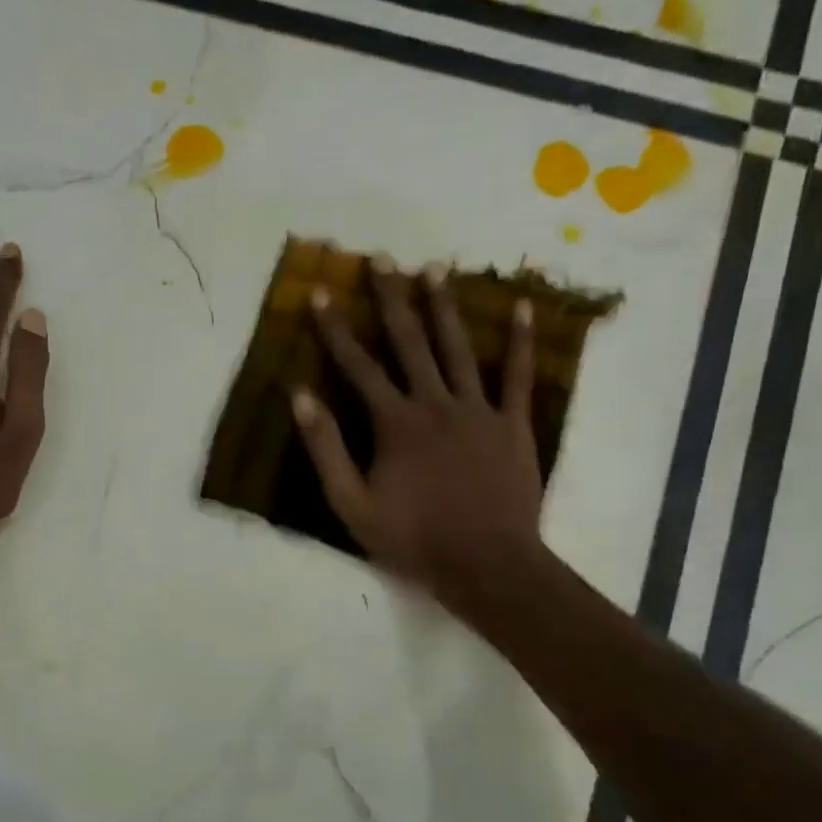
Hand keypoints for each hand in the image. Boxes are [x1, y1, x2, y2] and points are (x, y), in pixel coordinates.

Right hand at [293, 258, 545, 616]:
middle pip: (409, 342)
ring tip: (433, 269)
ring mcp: (478, 410)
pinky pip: (518, 375)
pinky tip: (521, 307)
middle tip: (382, 258)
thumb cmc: (413, 538)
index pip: (357, 366)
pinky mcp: (512, 424)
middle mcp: (434, 404)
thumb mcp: (351, 503)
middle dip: (392, 298)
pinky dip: (519, 341)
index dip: (336, 329)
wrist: (486, 563)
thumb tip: (301, 396)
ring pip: (457, 348)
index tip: (321, 292)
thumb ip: (326, 448)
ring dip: (443, 307)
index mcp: (394, 423)